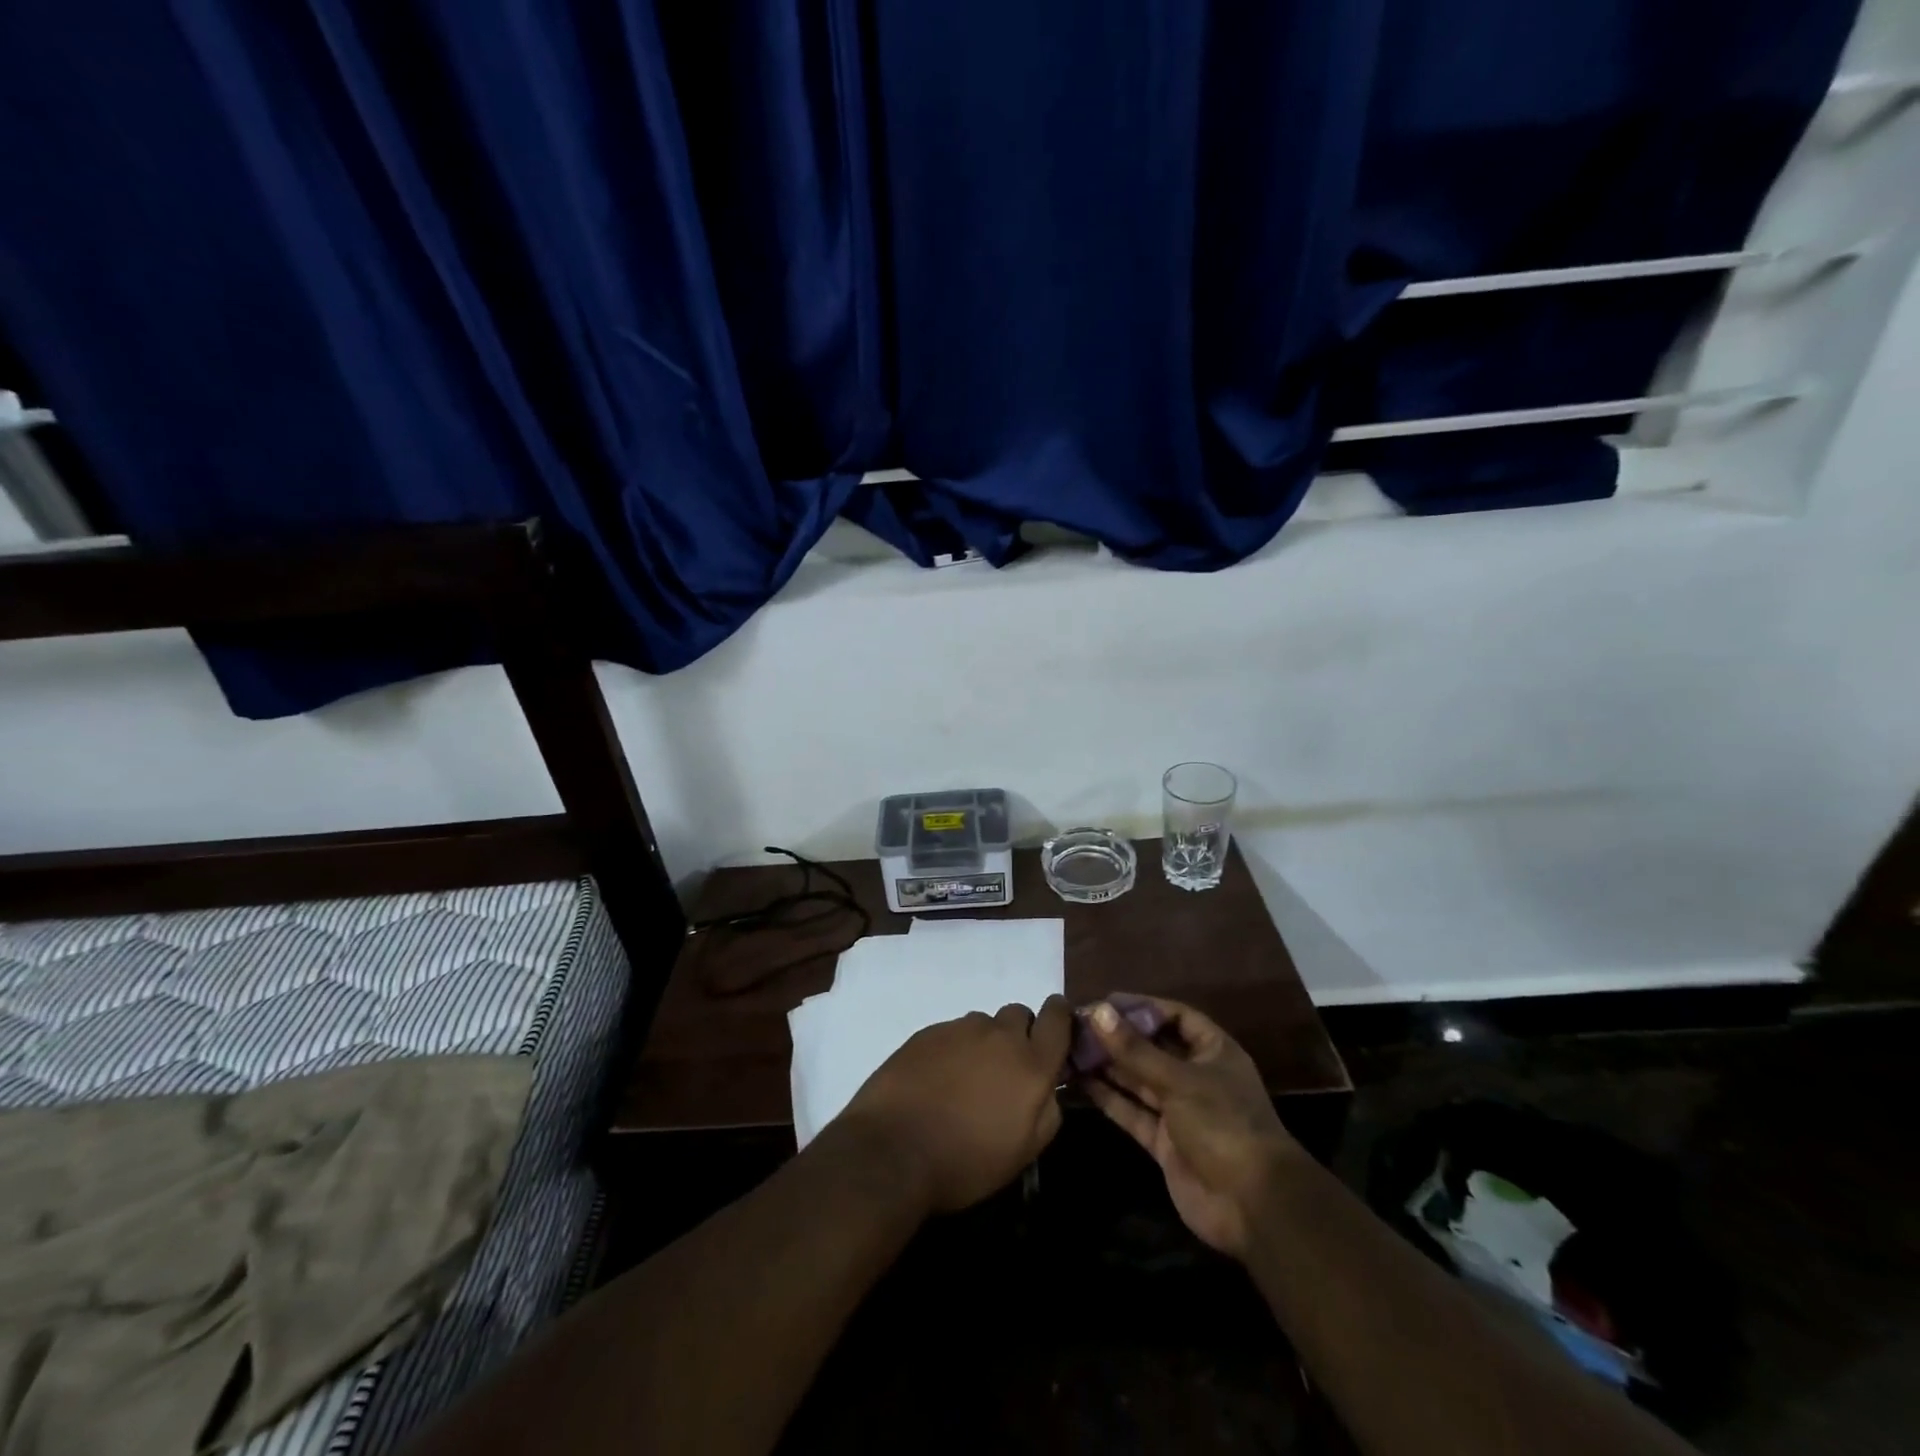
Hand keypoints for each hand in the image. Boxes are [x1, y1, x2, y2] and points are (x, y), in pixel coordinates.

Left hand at [836, 996, 1072, 1213]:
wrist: (893, 1150)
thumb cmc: (966, 1162)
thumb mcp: (1024, 1152)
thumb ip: (1047, 1111)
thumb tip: (1048, 1087)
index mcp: (1031, 1064)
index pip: (1057, 1017)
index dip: (1060, 1017)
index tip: (1055, 1029)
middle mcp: (999, 1036)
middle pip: (1019, 1014)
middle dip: (1018, 1035)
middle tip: (1004, 1070)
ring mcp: (960, 1029)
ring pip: (984, 1024)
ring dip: (984, 1043)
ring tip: (965, 1080)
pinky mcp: (928, 1032)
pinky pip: (952, 1032)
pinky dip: (952, 1050)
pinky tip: (936, 1081)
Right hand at [1081, 995, 1302, 1258]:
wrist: (1252, 1206)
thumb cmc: (1224, 1125)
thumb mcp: (1179, 1081)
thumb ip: (1135, 1050)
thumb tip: (1098, 1013)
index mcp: (1213, 1052)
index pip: (1176, 1016)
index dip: (1143, 1007)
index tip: (1106, 1002)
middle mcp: (1195, 1076)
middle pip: (1152, 1048)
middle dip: (1118, 1037)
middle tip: (1078, 1025)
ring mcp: (1179, 1111)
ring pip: (1137, 1080)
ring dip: (1108, 1065)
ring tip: (1070, 1048)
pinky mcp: (1164, 1142)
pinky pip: (1132, 1111)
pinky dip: (1108, 1098)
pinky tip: (1080, 1083)